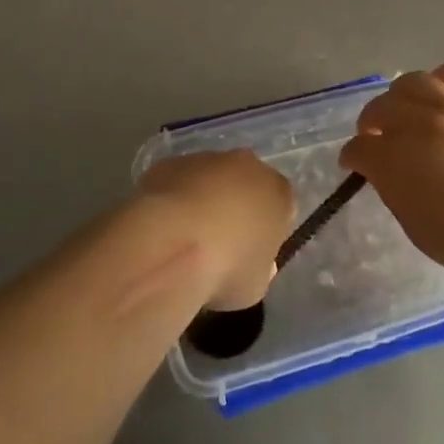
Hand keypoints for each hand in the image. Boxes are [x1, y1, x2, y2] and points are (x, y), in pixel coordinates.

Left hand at [138, 150, 294, 309]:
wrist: (169, 244)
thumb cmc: (224, 268)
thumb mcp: (255, 285)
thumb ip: (259, 267)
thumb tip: (252, 261)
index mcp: (277, 192)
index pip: (281, 207)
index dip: (267, 230)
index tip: (251, 253)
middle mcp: (246, 165)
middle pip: (246, 184)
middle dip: (236, 206)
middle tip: (219, 243)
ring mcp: (206, 159)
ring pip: (210, 179)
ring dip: (203, 199)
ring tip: (184, 238)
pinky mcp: (170, 161)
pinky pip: (178, 181)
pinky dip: (173, 199)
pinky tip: (162, 227)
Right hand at [341, 63, 443, 287]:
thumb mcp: (414, 224)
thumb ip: (393, 189)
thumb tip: (386, 171)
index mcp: (393, 160)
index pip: (359, 149)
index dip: (353, 157)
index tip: (355, 165)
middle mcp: (417, 125)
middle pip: (381, 106)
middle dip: (373, 122)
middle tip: (379, 136)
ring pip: (414, 82)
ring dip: (402, 96)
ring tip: (408, 110)